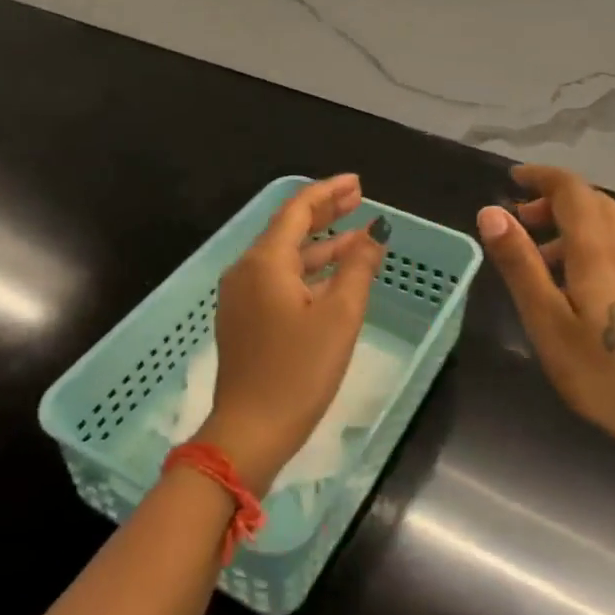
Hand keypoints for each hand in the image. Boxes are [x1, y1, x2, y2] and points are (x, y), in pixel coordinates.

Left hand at [199, 174, 386, 494]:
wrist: (249, 431)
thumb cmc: (298, 371)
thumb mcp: (339, 316)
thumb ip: (357, 268)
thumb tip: (374, 232)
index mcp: (265, 262)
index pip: (297, 210)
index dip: (328, 192)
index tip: (358, 183)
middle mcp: (246, 270)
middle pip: (288, 229)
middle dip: (325, 213)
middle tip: (359, 199)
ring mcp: (240, 296)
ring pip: (284, 257)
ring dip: (320, 245)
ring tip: (357, 237)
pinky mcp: (243, 319)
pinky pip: (277, 280)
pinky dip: (307, 271)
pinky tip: (332, 277)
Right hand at [476, 164, 614, 470]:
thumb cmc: (607, 376)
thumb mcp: (547, 323)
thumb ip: (519, 264)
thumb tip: (490, 211)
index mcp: (601, 248)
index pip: (572, 189)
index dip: (541, 177)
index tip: (513, 180)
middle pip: (595, 203)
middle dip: (555, 202)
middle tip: (522, 224)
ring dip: (577, 226)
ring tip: (548, 262)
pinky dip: (601, 246)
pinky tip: (591, 288)